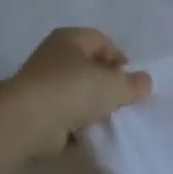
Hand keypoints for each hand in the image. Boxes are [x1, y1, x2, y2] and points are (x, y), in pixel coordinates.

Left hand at [1, 27, 151, 157]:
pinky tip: (88, 134)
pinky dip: (77, 125)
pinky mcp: (36, 111)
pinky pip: (65, 116)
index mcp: (70, 39)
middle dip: (107, 85)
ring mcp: (42, 85)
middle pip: (89, 68)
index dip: (119, 59)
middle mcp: (53, 57)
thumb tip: (143, 82)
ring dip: (93, 107)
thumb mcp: (115, 85)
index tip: (129, 81)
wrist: (29, 120)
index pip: (102, 41)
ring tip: (106, 120)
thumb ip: (134, 83)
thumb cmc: (74, 90)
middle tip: (121, 102)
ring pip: (78, 93)